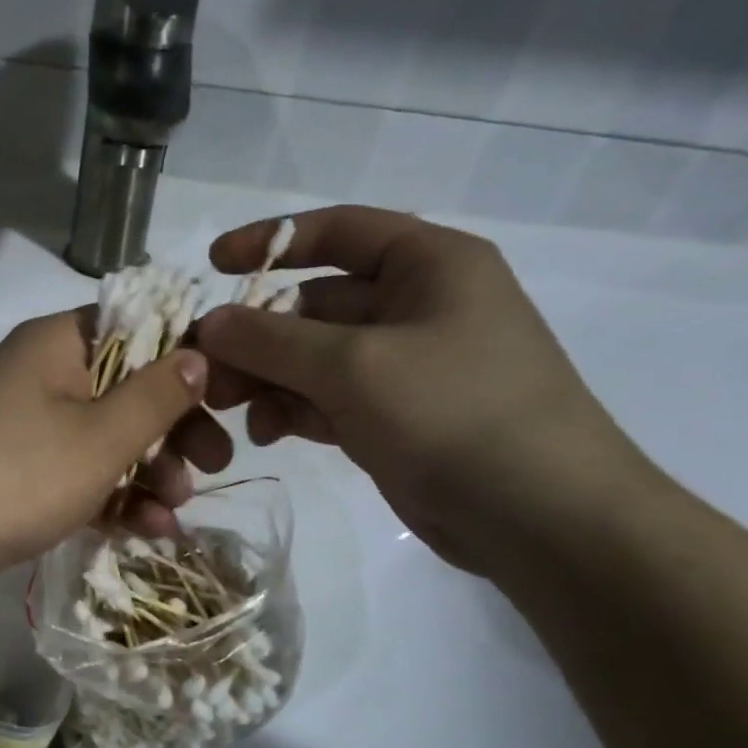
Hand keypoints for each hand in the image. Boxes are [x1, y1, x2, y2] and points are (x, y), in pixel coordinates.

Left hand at [0, 310, 217, 598]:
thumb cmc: (15, 474)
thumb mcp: (101, 437)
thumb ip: (156, 396)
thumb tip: (198, 353)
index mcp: (59, 344)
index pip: (138, 328)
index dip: (187, 359)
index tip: (227, 397)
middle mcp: (42, 375)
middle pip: (126, 388)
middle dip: (173, 430)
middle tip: (216, 464)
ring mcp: (25, 426)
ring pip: (105, 439)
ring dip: (147, 472)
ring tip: (178, 510)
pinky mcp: (16, 473)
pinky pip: (77, 474)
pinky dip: (111, 497)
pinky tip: (147, 530)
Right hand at [194, 207, 650, 573]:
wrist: (539, 516)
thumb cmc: (454, 412)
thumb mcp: (354, 367)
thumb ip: (272, 340)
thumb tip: (207, 324)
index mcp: (428, 263)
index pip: (337, 230)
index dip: (270, 241)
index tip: (212, 265)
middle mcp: (417, 305)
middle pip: (315, 303)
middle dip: (258, 334)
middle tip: (207, 370)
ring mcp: (405, 365)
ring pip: (314, 357)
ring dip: (268, 378)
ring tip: (229, 409)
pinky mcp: (394, 417)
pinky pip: (328, 399)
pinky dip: (293, 410)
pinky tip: (266, 434)